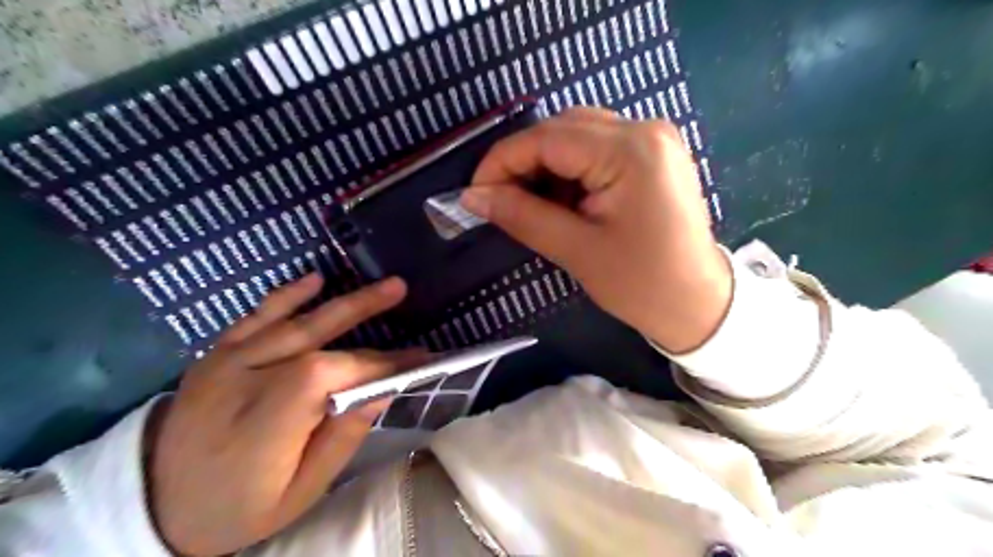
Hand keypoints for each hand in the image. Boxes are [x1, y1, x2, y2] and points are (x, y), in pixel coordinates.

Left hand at [147, 275, 422, 553]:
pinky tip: (314, 279)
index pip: (332, 376)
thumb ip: (340, 440)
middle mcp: (244, 384)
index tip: (416, 359)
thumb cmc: (238, 507)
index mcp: (265, 425)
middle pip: (316, 341)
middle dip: (364, 312)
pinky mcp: (216, 354)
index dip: (377, 363)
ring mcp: (225, 363)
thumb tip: (381, 392)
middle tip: (401, 290)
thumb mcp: (299, 493)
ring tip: (381, 285)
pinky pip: (254, 318)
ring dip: (342, 301)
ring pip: (292, 322)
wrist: (154, 504)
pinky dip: (287, 297)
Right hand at [462, 106, 731, 351]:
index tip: (475, 193)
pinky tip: (564, 200)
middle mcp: (645, 130)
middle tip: (501, 200)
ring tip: (533, 205)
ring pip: (578, 135)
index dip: (502, 161)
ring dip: (546, 166)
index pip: (547, 138)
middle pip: (562, 129)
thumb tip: (473, 196)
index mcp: (630, 151)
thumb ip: (522, 216)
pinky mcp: (654, 155)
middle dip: (523, 162)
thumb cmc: (642, 284)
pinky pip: (598, 148)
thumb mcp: (576, 250)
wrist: (698, 304)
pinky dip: (571, 170)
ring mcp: (654, 139)